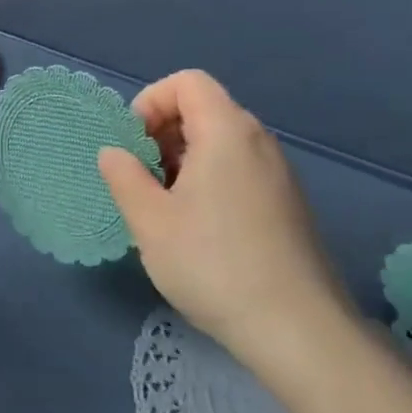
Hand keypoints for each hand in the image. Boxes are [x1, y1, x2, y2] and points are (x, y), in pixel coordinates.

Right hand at [98, 70, 354, 394]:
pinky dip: (209, 180)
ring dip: (183, 160)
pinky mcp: (287, 205)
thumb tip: (114, 152)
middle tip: (141, 178)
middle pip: (204, 109)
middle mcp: (259, 142)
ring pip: (221, 142)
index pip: (187, 83)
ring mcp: (279, 175)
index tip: (133, 145)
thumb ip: (124, 177)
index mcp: (227, 133)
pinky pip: (239, 169)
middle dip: (163, 133)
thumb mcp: (149, 221)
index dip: (151, 102)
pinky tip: (197, 228)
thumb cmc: (212, 264)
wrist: (297, 330)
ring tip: (164, 207)